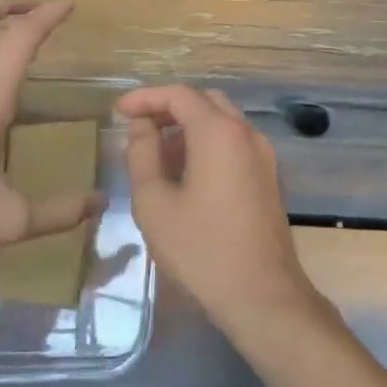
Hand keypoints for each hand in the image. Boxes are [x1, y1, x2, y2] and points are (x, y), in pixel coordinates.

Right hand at [117, 85, 320, 332]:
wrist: (261, 292)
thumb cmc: (200, 248)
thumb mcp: (155, 202)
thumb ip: (143, 155)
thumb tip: (141, 127)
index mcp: (219, 132)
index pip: (180, 95)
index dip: (146, 97)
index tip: (118, 111)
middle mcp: (246, 134)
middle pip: (205, 102)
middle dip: (169, 109)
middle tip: (137, 129)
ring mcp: (263, 155)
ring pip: (223, 123)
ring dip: (189, 128)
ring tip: (155, 155)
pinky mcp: (268, 177)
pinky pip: (235, 145)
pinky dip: (208, 145)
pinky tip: (185, 174)